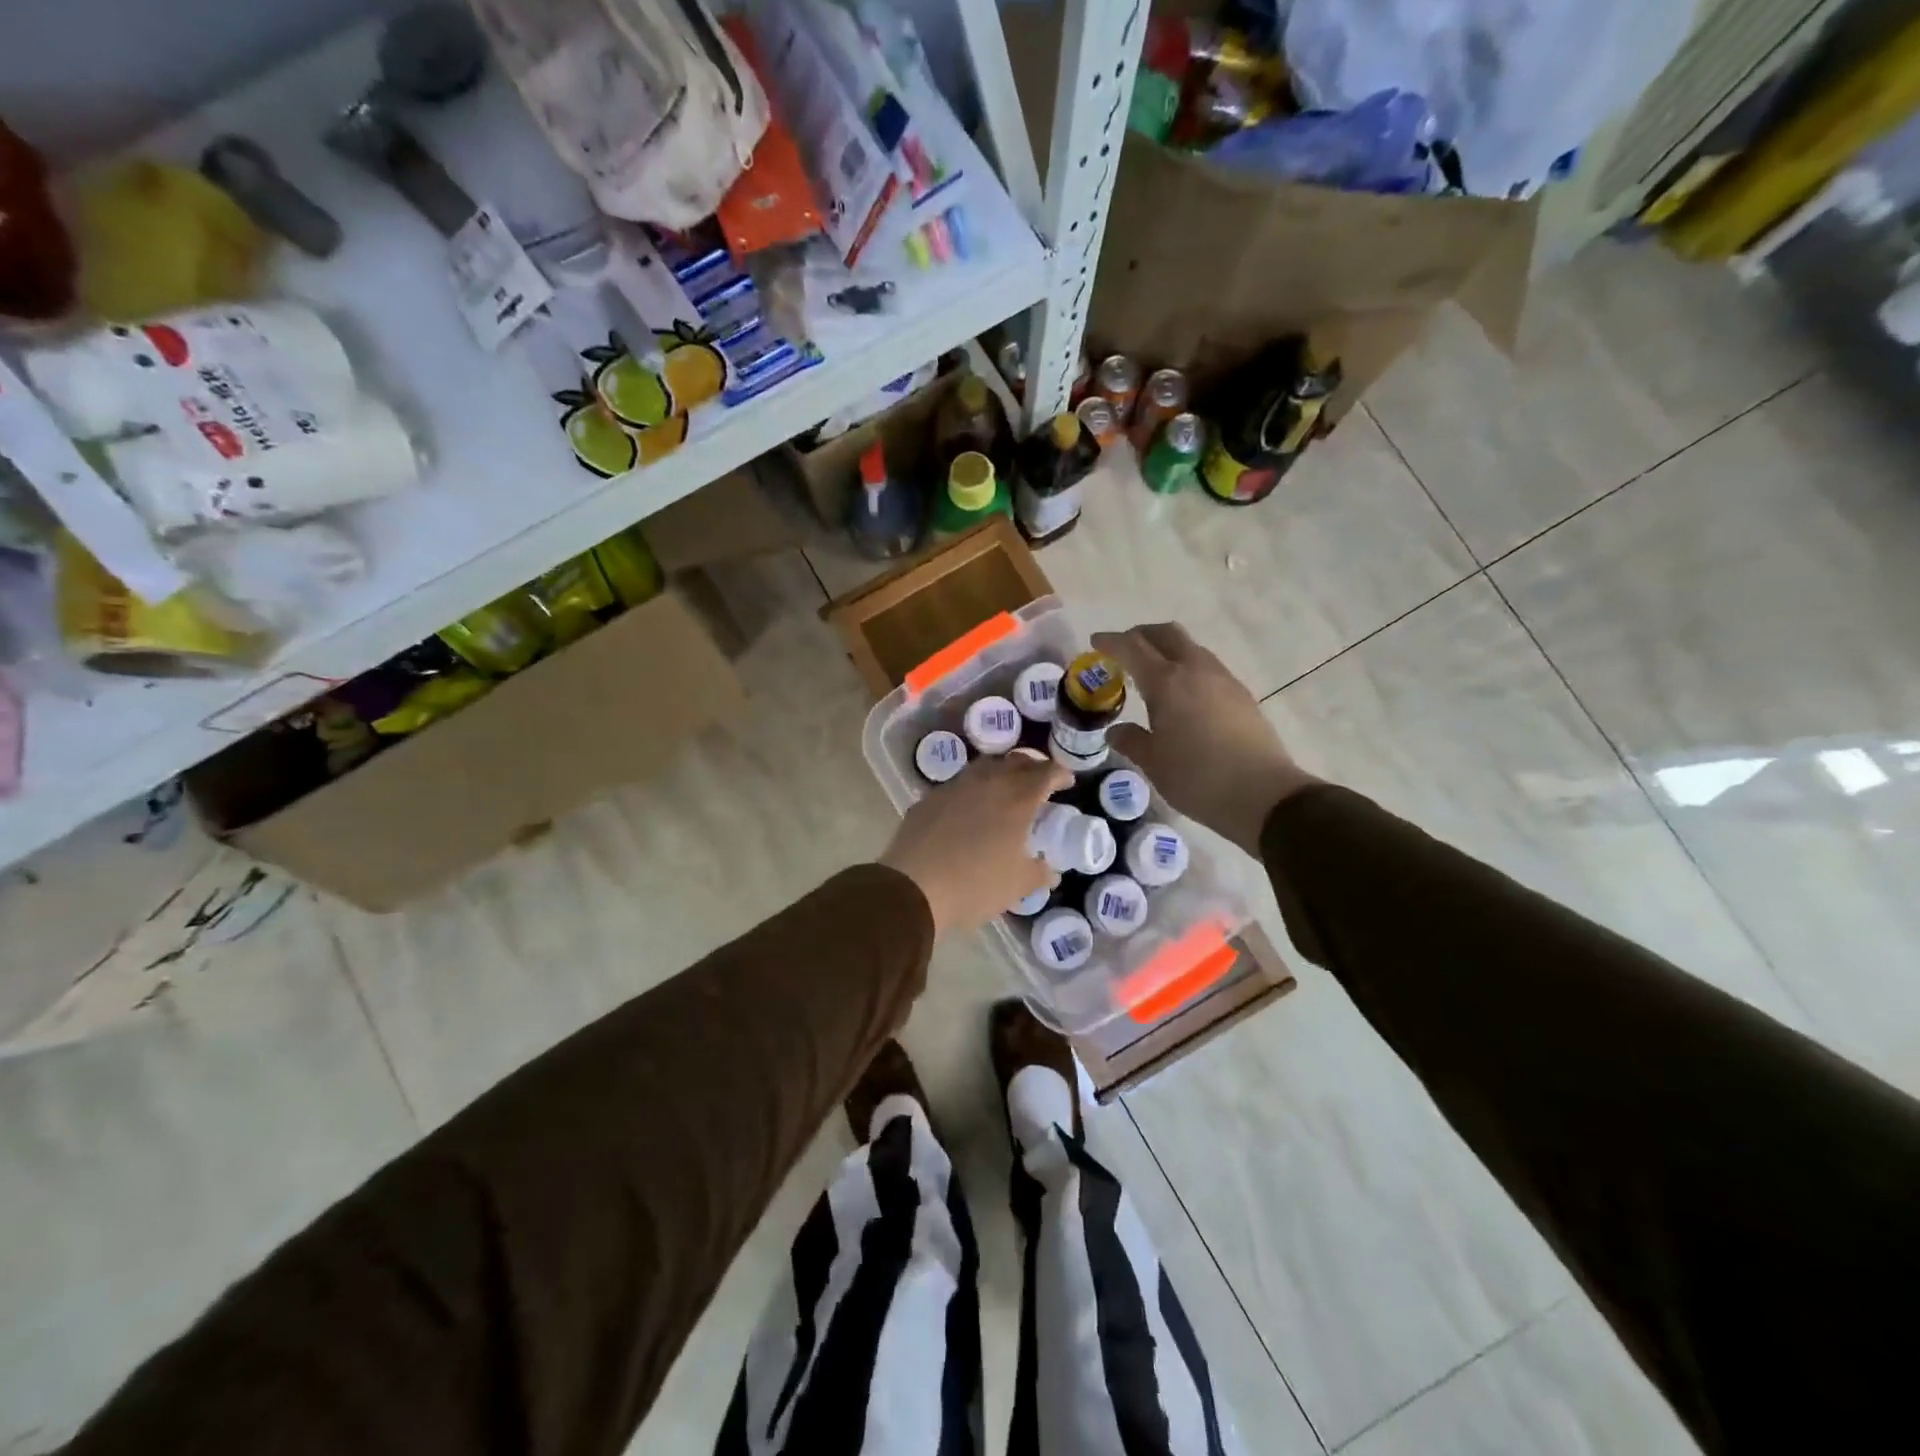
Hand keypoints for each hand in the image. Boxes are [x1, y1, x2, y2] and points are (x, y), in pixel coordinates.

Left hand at [880, 752, 1071, 935]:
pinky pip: (958, 784)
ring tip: (1005, 788)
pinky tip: (969, 808)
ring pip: (984, 767)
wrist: (914, 888)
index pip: (1045, 773)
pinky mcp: (929, 798)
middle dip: (1032, 767)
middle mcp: (987, 783)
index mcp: (1017, 799)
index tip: (1066, 782)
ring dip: (1000, 772)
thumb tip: (1050, 869)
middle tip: (1039, 781)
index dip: (1059, 774)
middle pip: (1015, 761)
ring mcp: (955, 787)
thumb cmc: (976, 886)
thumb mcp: (1018, 885)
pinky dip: (972, 789)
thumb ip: (1039, 872)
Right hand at [1092, 623, 1319, 855]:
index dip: (1111, 642)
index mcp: (1167, 683)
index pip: (1132, 648)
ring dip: (1167, 650)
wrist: (1263, 794)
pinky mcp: (1241, 695)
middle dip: (1141, 635)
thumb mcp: (1153, 763)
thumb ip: (1131, 740)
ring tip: (1152, 674)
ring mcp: (1223, 679)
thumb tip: (1116, 730)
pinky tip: (1182, 695)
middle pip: (1166, 634)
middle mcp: (1196, 670)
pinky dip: (1187, 668)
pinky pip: (1207, 667)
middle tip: (1124, 650)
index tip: (1095, 642)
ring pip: (1190, 648)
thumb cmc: (1197, 778)